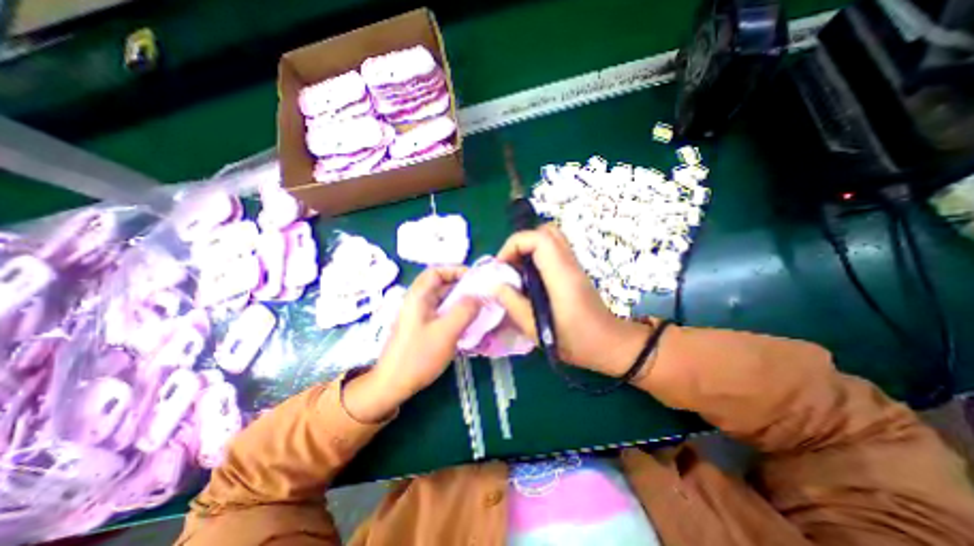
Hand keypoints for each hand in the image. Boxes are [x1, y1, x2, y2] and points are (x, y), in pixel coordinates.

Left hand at [345, 265, 480, 422]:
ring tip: (478, 307)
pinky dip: (454, 312)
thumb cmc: (418, 356)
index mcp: (418, 296)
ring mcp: (418, 315)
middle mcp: (416, 301)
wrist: (392, 384)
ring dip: (459, 300)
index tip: (475, 278)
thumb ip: (465, 311)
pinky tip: (466, 322)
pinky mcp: (420, 327)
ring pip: (441, 299)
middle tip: (481, 293)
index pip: (436, 271)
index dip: (455, 270)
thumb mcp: (446, 332)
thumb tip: (479, 296)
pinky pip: (440, 312)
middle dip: (461, 286)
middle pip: (440, 284)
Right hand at [495, 224, 653, 377]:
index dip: (514, 245)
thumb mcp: (536, 329)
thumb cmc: (575, 341)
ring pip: (549, 238)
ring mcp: (573, 265)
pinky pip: (552, 251)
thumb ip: (512, 304)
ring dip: (528, 249)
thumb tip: (495, 285)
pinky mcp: (573, 270)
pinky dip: (536, 257)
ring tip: (518, 273)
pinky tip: (530, 280)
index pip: (538, 238)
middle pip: (545, 231)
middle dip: (520, 244)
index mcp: (561, 275)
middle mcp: (569, 263)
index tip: (501, 267)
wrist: (609, 344)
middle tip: (509, 266)